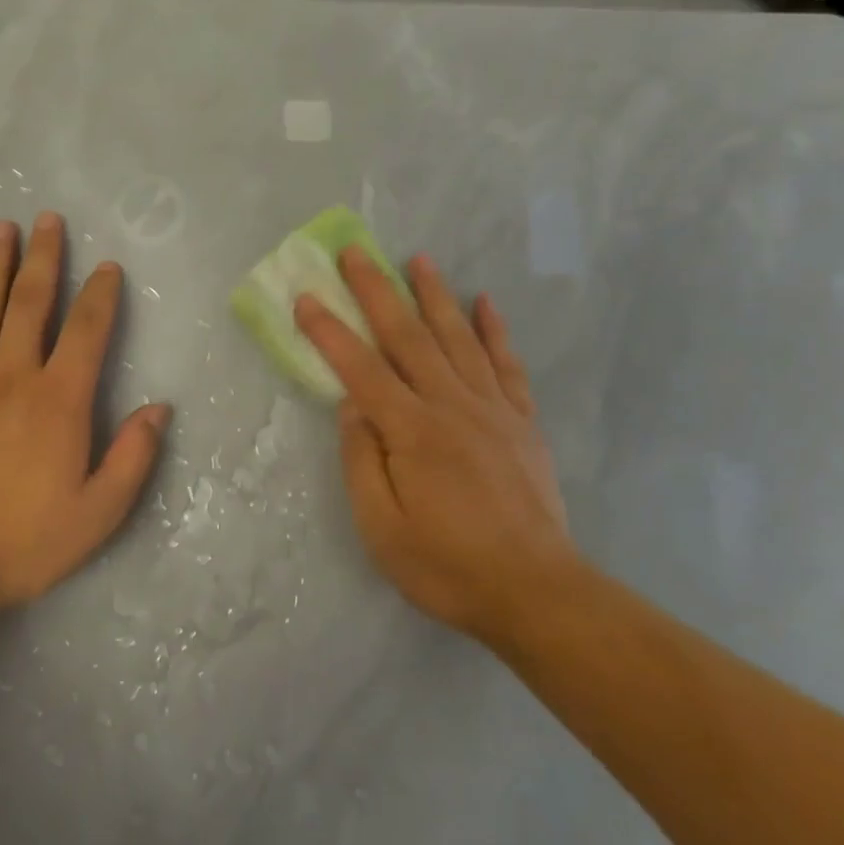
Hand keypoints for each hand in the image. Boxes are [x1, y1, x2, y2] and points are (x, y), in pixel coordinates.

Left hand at [0, 212, 170, 617]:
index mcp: (59, 401)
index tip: (108, 266)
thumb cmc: (21, 542)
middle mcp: (13, 377)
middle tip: (48, 218)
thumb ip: (133, 458)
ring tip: (2, 227)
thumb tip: (159, 409)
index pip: (87, 332)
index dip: (101, 295)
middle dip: (44, 259)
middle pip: (32, 303)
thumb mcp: (97, 514)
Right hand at [294, 248, 577, 647]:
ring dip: (434, 295)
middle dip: (377, 290)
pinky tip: (485, 302)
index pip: (361, 368)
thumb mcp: (382, 527)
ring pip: (458, 338)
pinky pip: (506, 364)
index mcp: (412, 432)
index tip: (306, 297)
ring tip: (418, 258)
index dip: (330, 331)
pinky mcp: (521, 422)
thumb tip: (352, 406)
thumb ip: (362, 460)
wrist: (537, 592)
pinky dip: (495, 330)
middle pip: (408, 336)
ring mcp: (493, 410)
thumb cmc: (447, 566)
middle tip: (356, 252)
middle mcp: (452, 406)